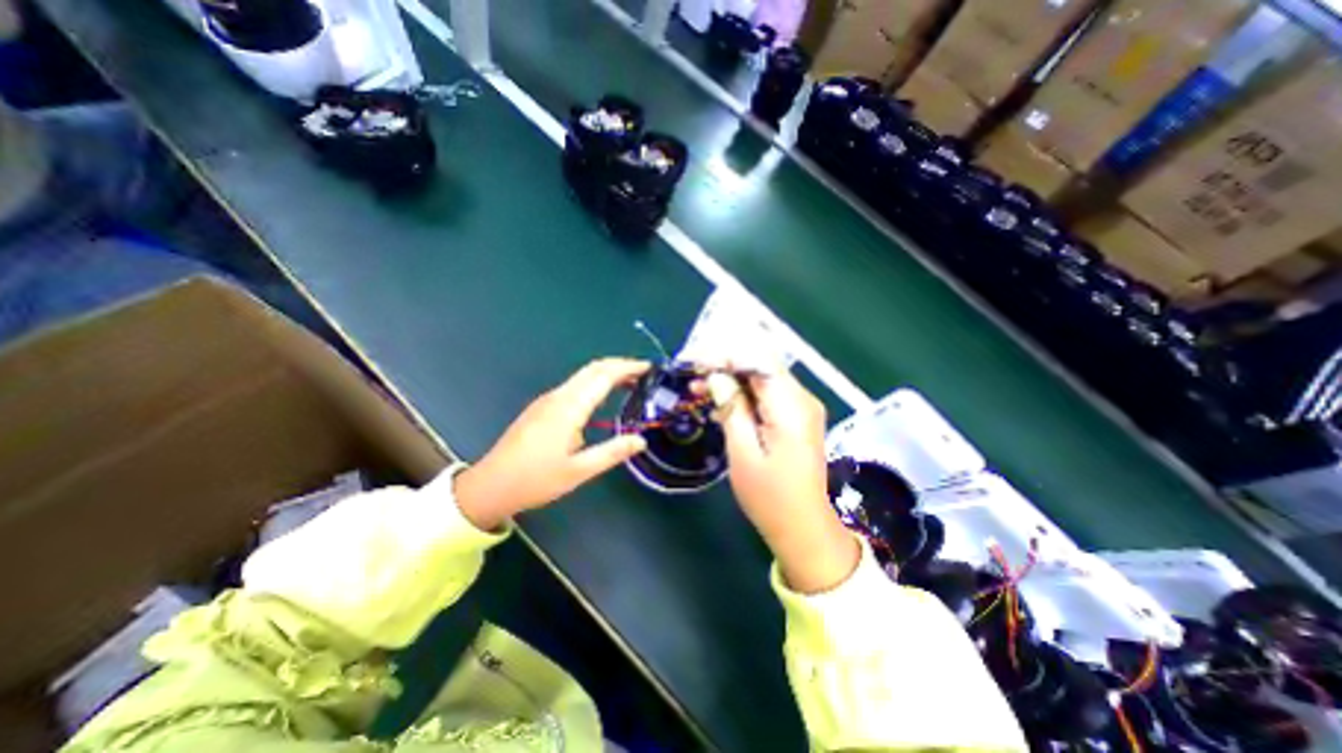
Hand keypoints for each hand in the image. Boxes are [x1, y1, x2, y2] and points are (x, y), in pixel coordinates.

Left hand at [455, 359, 650, 529]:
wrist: (490, 486)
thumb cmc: (536, 480)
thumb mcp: (579, 471)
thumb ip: (612, 452)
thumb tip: (641, 440)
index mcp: (569, 408)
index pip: (604, 376)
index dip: (628, 367)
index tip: (648, 368)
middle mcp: (558, 396)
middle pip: (592, 369)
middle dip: (619, 365)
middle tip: (643, 373)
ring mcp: (547, 400)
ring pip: (582, 375)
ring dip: (607, 373)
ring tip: (629, 383)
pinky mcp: (541, 407)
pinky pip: (574, 386)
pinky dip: (594, 383)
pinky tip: (601, 397)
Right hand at [713, 367, 859, 592]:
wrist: (803, 526)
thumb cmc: (769, 496)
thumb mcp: (743, 452)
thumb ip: (732, 408)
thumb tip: (717, 376)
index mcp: (791, 406)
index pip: (757, 361)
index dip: (725, 356)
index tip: (695, 361)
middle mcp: (802, 399)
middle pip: (761, 366)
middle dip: (725, 366)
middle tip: (693, 376)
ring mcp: (802, 407)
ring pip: (762, 378)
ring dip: (731, 380)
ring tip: (699, 390)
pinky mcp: (797, 417)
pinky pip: (767, 394)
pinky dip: (743, 395)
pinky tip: (721, 404)